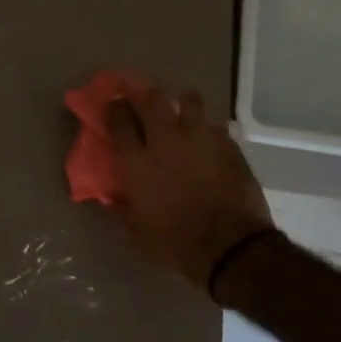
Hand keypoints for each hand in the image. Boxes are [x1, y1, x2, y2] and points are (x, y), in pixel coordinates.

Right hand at [105, 81, 274, 296]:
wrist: (230, 247)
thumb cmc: (175, 244)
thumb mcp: (136, 232)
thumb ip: (120, 208)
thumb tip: (110, 196)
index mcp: (137, 162)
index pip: (118, 121)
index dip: (114, 109)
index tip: (113, 106)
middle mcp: (165, 140)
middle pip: (151, 99)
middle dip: (143, 94)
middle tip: (142, 99)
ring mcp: (200, 138)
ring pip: (189, 100)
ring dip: (182, 102)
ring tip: (181, 110)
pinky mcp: (227, 144)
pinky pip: (214, 124)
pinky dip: (207, 127)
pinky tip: (207, 138)